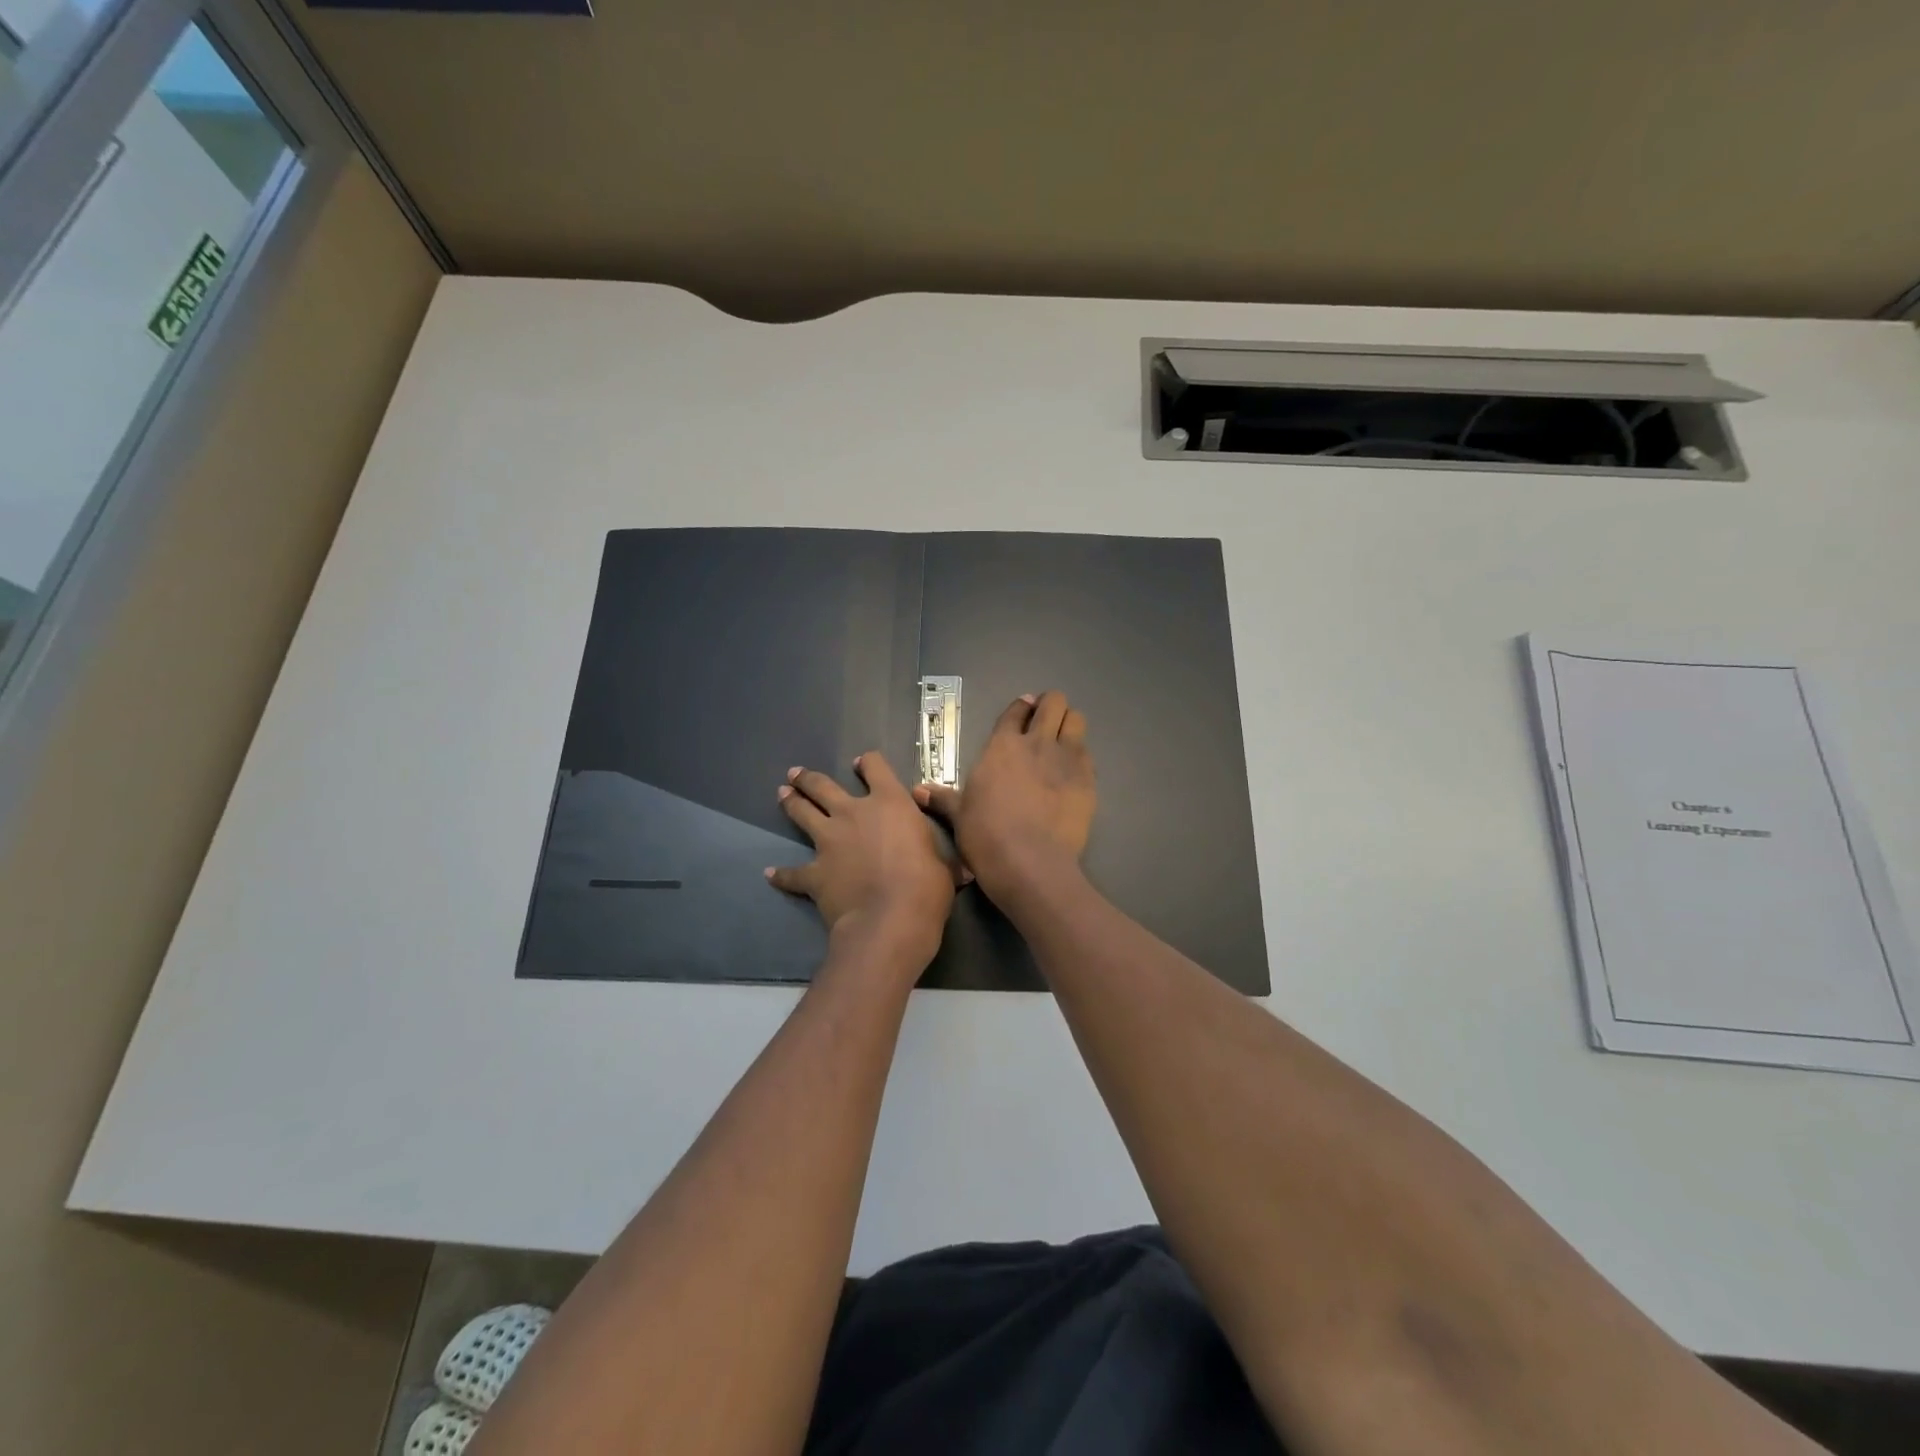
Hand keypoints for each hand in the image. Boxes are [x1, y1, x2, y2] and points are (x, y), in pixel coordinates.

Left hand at [767, 751, 959, 970]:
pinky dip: (781, 874)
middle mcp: (854, 814)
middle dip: (809, 778)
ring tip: (782, 793)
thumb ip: (944, 862)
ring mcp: (829, 841)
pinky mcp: (814, 872)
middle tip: (796, 774)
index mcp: (890, 803)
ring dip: (791, 802)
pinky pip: (792, 872)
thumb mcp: (946, 866)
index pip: (876, 767)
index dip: (868, 763)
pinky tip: (770, 874)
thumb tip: (963, 872)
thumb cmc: (927, 886)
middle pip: (824, 786)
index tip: (862, 764)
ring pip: (802, 813)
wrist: (890, 919)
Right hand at [914, 690, 1095, 900]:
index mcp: (1002, 746)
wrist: (1030, 863)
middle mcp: (1036, 743)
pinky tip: (1072, 772)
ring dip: (1069, 724)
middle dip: (1050, 706)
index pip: (1015, 710)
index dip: (1020, 707)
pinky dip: (1080, 755)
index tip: (1023, 712)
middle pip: (1053, 702)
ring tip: (1062, 740)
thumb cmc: (986, 836)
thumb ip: (943, 798)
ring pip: (1076, 719)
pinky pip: (1088, 753)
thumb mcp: (959, 816)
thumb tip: (918, 791)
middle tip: (1045, 722)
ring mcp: (1066, 759)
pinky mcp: (1088, 779)